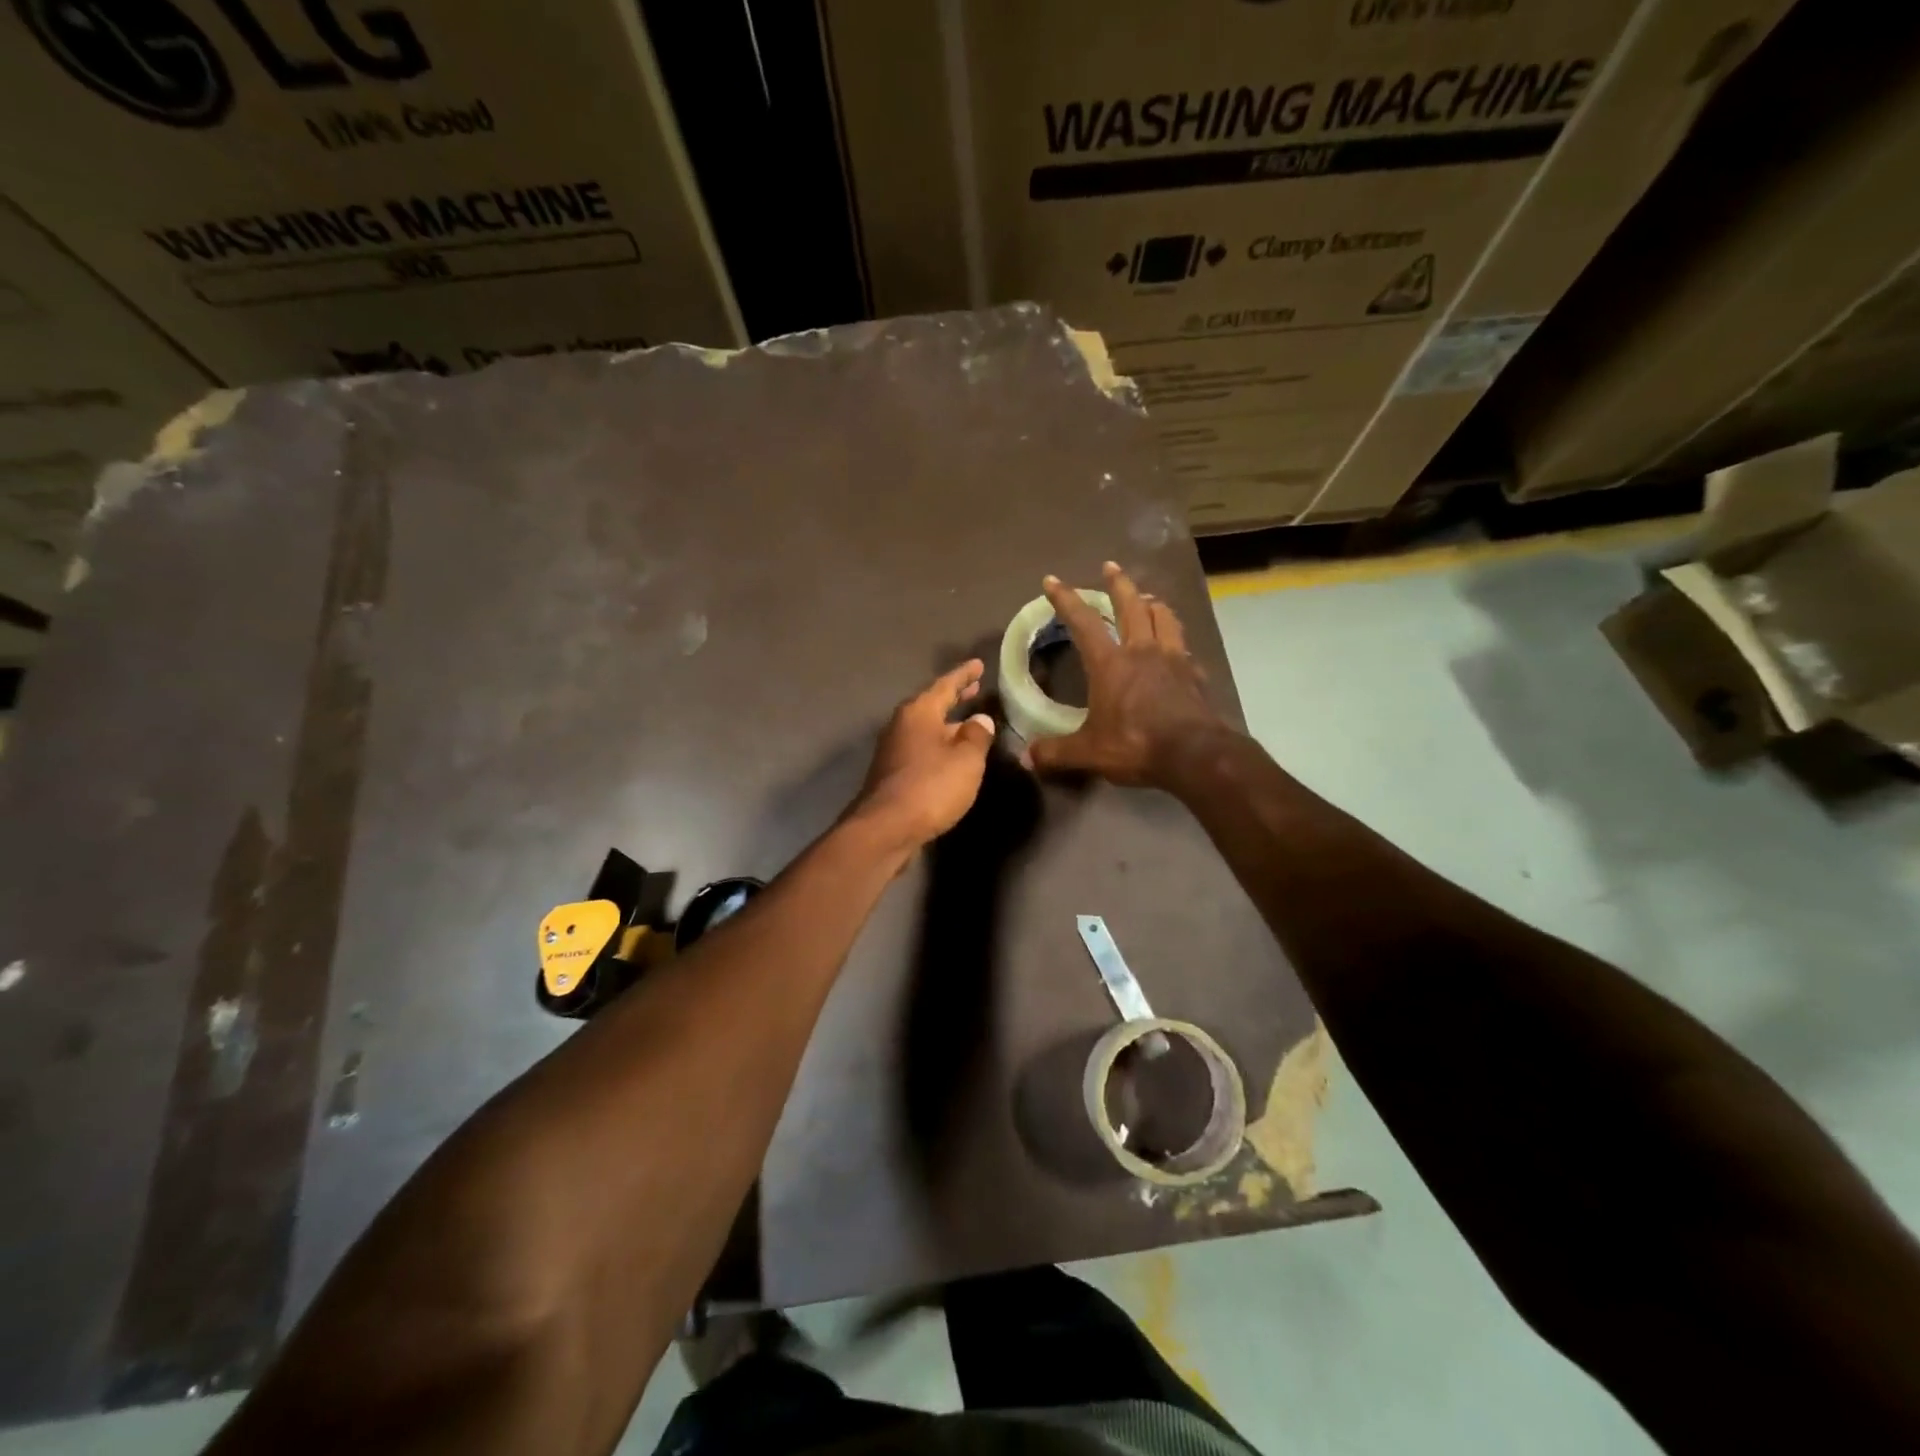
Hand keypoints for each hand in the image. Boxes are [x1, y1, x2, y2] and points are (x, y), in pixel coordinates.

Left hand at [851, 660, 997, 849]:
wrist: (886, 829)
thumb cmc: (930, 787)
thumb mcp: (966, 760)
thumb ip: (976, 736)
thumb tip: (980, 721)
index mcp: (919, 712)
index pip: (945, 685)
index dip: (964, 675)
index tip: (978, 665)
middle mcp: (902, 725)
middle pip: (932, 705)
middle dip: (954, 697)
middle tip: (974, 689)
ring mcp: (893, 750)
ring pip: (926, 729)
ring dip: (947, 724)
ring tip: (968, 723)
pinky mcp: (892, 774)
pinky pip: (921, 749)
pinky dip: (938, 745)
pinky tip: (950, 756)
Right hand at [1028, 562, 1229, 786]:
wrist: (1196, 755)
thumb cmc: (1136, 745)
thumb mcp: (1089, 752)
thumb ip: (1056, 752)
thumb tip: (1025, 758)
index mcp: (1111, 663)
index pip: (1083, 622)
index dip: (1065, 599)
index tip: (1053, 580)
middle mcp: (1142, 651)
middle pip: (1131, 605)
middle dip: (1118, 583)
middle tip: (1110, 566)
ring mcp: (1173, 659)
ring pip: (1163, 617)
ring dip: (1153, 603)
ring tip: (1148, 598)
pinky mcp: (1195, 675)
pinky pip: (1183, 647)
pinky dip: (1175, 639)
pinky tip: (1175, 647)